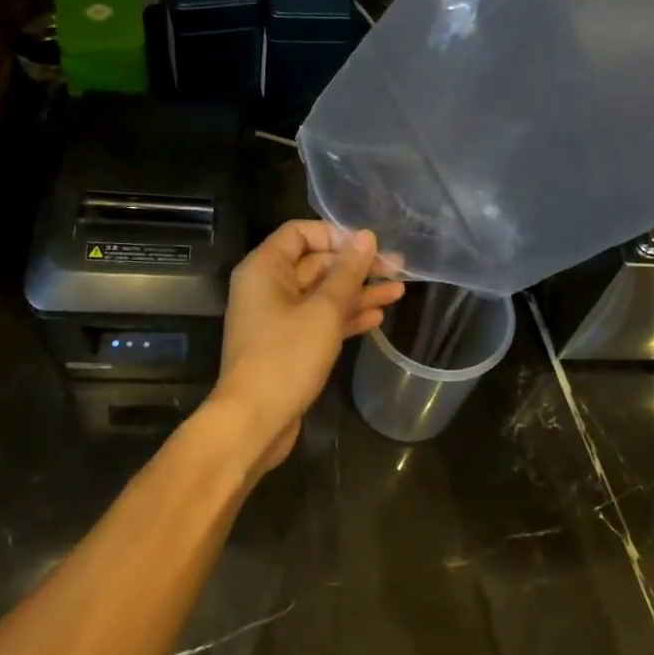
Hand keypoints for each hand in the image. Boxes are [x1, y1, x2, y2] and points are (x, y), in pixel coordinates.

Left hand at [211, 221, 404, 474]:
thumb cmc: (286, 356)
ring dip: (358, 293)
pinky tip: (377, 318)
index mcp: (264, 268)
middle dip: (356, 267)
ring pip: (322, 295)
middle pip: (315, 264)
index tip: (368, 245)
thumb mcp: (324, 310)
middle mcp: (268, 288)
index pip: (299, 233)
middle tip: (397, 269)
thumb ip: (347, 272)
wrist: (254, 421)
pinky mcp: (289, 345)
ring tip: (399, 292)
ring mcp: (278, 318)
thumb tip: (366, 236)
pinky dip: (346, 318)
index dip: (335, 234)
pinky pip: (320, 321)